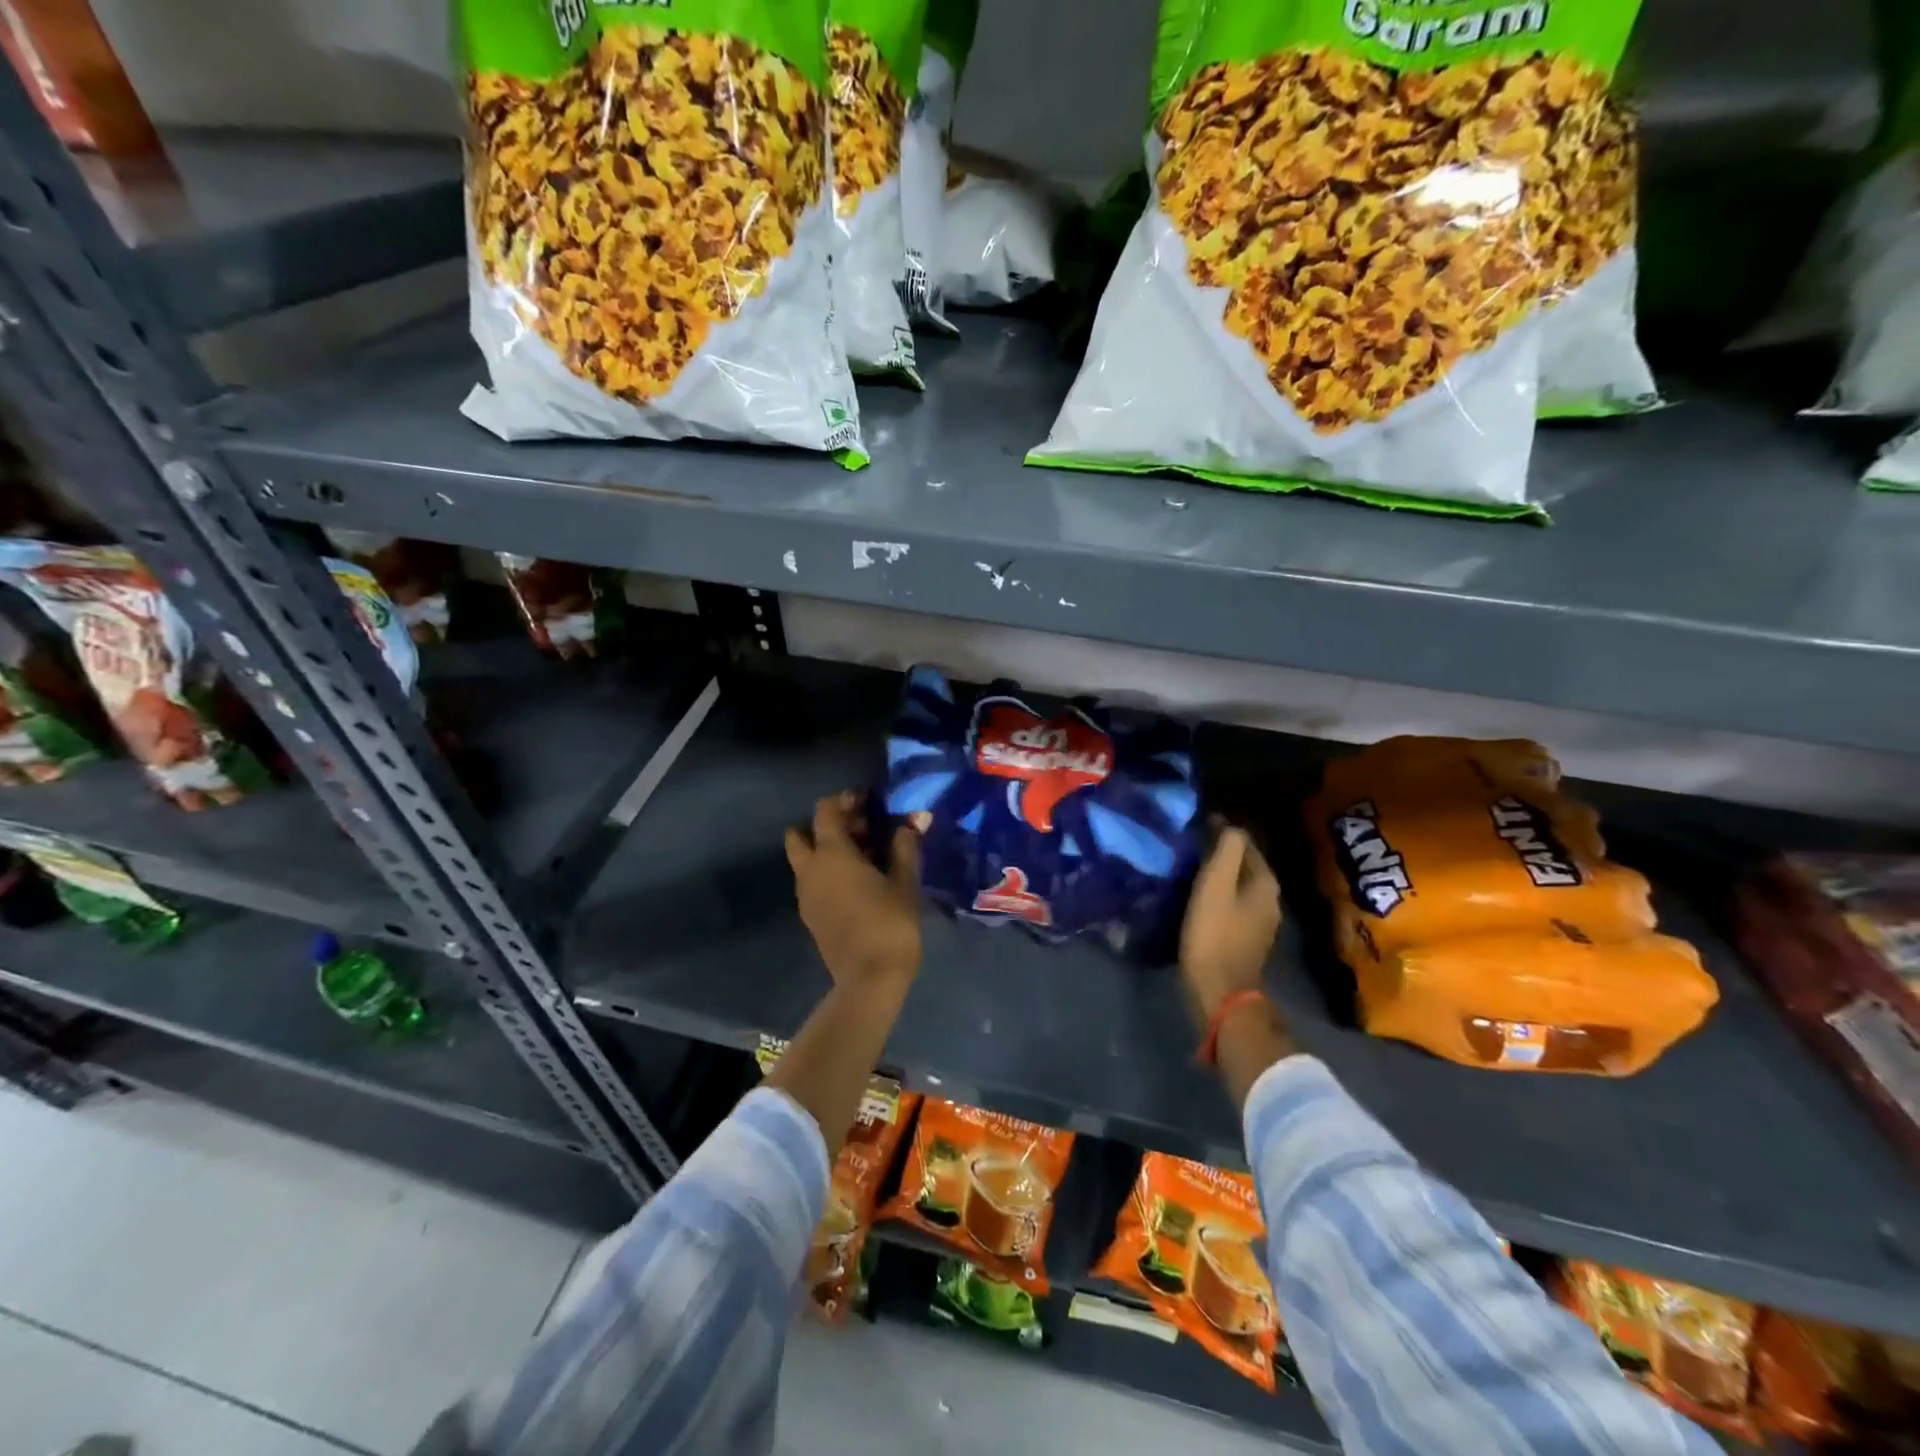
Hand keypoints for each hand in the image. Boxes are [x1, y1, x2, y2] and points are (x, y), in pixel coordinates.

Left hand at [785, 792, 923, 991]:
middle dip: (827, 826)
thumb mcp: (904, 882)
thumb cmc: (889, 924)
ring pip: (805, 859)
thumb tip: (917, 818)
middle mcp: (810, 870)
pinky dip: (827, 872)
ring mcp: (806, 895)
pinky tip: (858, 882)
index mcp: (831, 854)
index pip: (825, 811)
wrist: (869, 980)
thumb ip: (906, 846)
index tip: (869, 801)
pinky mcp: (810, 915)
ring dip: (827, 850)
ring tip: (865, 857)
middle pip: (801, 834)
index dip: (845, 800)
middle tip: (861, 830)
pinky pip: (812, 881)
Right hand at [1179, 825, 1281, 1025]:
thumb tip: (1228, 824)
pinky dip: (1217, 894)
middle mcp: (1270, 899)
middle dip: (1221, 850)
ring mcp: (1260, 922)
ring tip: (1189, 865)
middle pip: (1244, 864)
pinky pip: (1232, 904)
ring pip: (1238, 885)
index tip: (1196, 823)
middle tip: (1190, 842)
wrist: (1220, 993)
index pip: (1246, 843)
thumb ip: (1225, 850)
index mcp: (1265, 883)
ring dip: (1218, 873)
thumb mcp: (1215, 885)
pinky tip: (1196, 895)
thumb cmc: (1215, 934)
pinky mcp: (1246, 939)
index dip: (1222, 829)